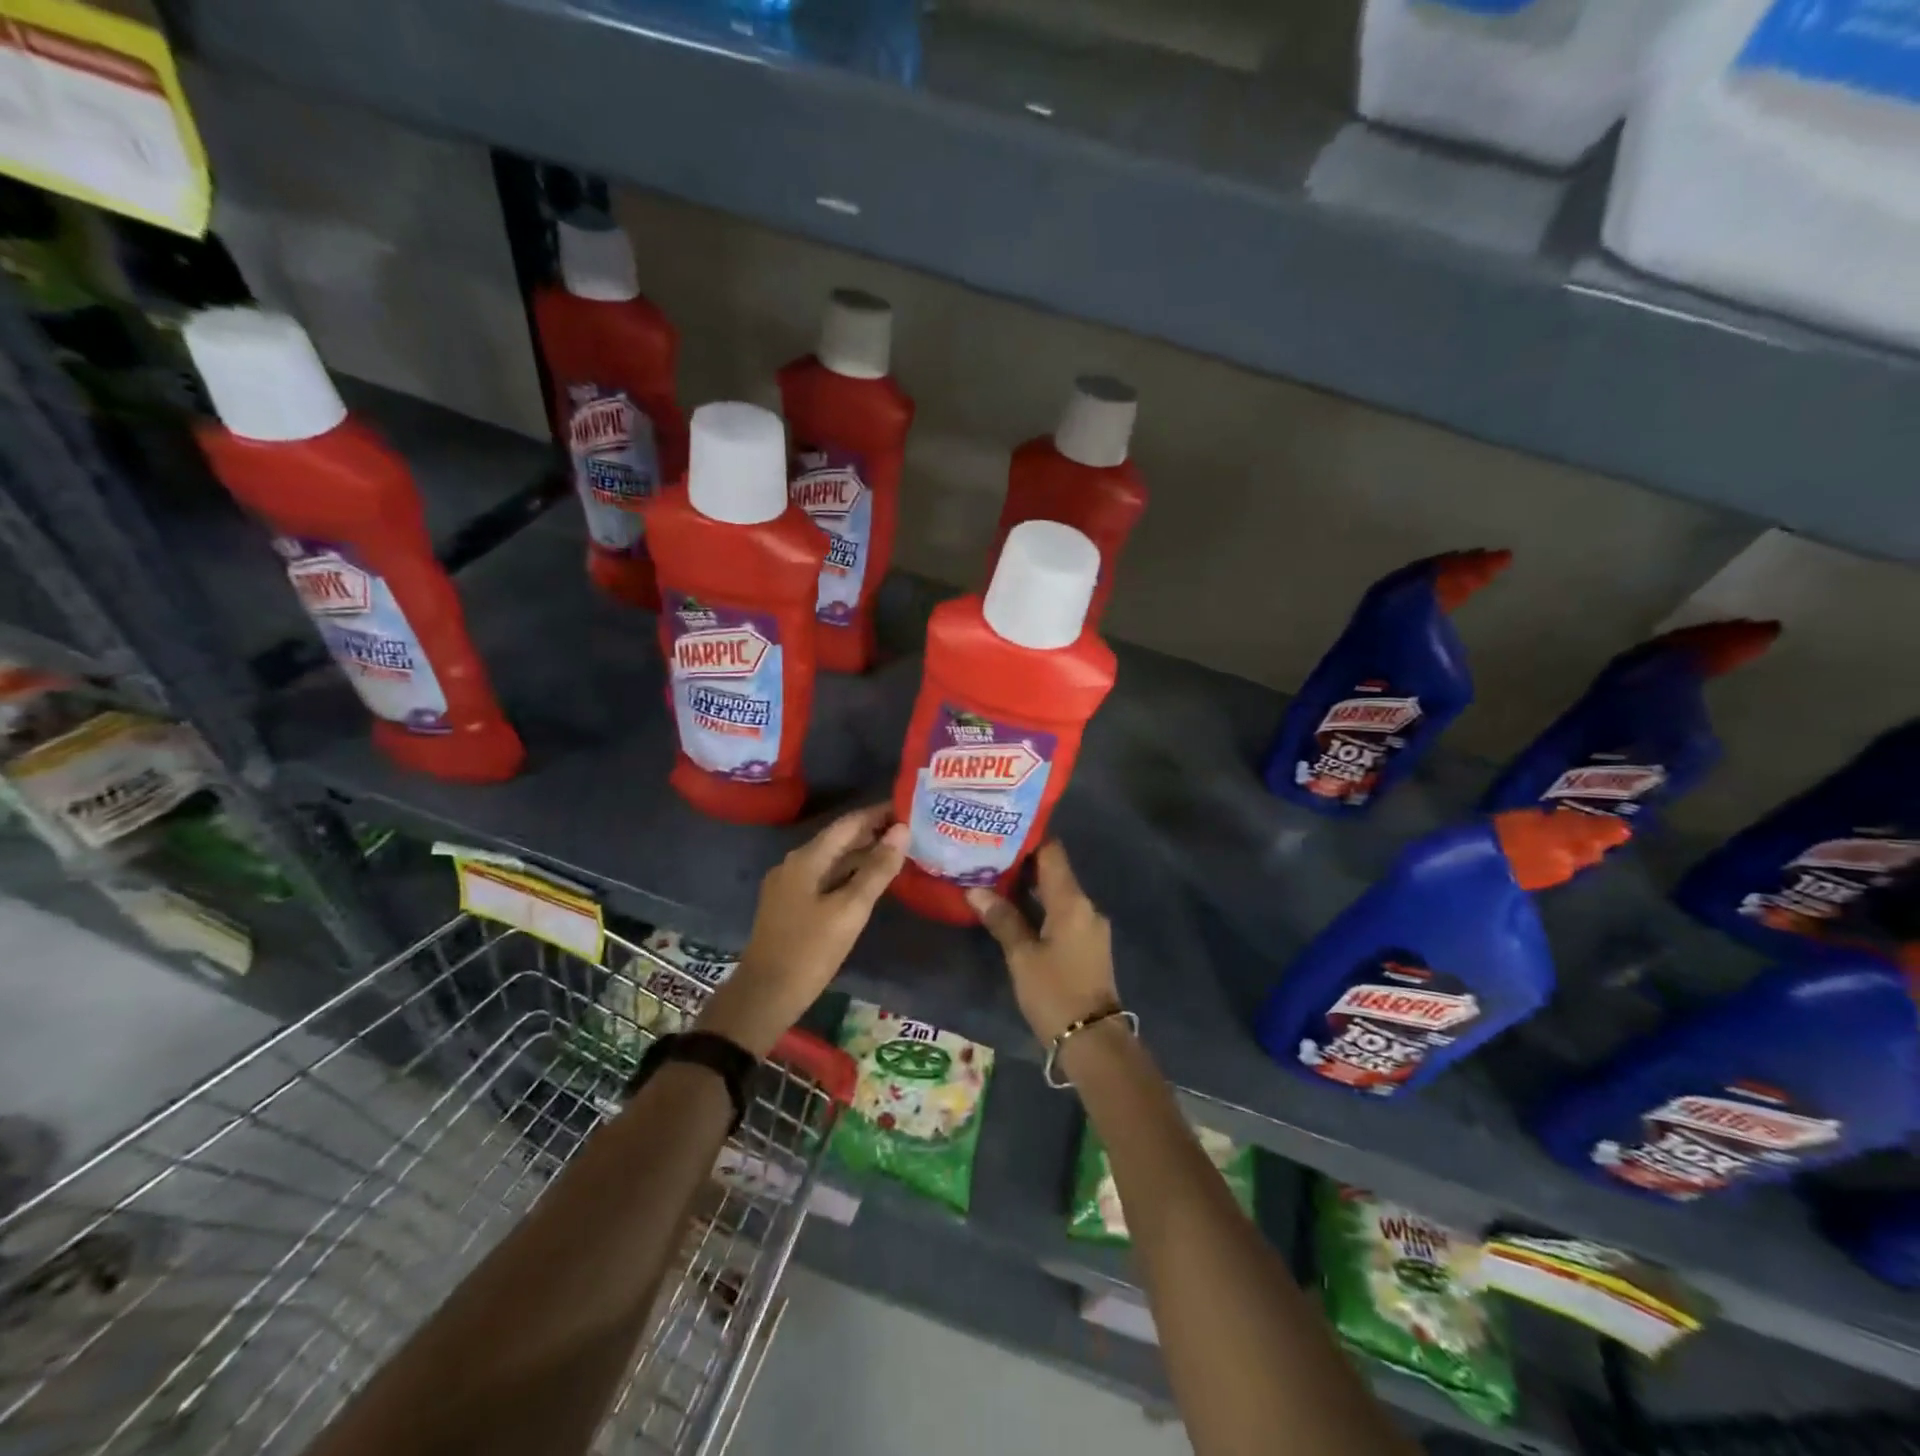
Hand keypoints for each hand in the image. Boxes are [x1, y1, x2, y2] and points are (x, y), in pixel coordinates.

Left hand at [696, 804, 907, 1055]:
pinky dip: (850, 873)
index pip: (849, 823)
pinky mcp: (790, 904)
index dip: (879, 813)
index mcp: (806, 859)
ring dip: (863, 854)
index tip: (910, 807)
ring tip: (898, 852)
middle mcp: (795, 863)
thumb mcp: (850, 911)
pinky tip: (870, 881)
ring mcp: (789, 884)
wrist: (764, 996)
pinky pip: (825, 877)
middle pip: (840, 839)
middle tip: (912, 830)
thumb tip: (902, 831)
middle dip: (873, 832)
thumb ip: (877, 870)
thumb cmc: (809, 951)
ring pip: (833, 859)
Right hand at [965, 842, 1118, 1045]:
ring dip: (1029, 889)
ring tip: (993, 882)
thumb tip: (975, 890)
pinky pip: (1062, 914)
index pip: (1052, 853)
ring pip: (1057, 895)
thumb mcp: (1022, 956)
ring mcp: (1089, 926)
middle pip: (1054, 872)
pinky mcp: (1087, 945)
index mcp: (1072, 901)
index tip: (999, 833)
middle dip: (1022, 865)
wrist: (1093, 1040)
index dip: (1027, 840)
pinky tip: (1014, 913)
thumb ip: (1002, 919)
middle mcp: (1086, 906)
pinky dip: (1039, 908)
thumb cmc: (1055, 992)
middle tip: (986, 858)